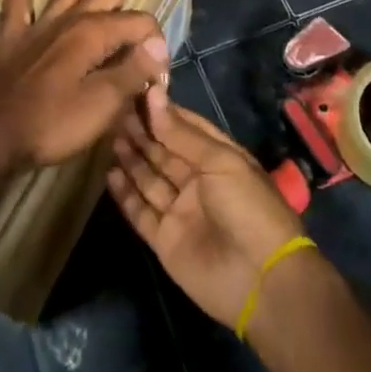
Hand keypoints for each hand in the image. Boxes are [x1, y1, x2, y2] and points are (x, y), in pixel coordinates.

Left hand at [0, 0, 169, 175]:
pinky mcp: (14, 37)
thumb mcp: (102, 107)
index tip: (158, 79)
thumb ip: (133, 73)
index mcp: (94, 35)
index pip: (139, 25)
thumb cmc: (51, 125)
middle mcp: (70, 20)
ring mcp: (40, 25)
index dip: (155, 47)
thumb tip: (160, 46)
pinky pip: (18, 0)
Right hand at [107, 103, 304, 328]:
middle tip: (115, 110)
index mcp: (219, 158)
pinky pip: (141, 212)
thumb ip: (181, 133)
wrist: (261, 280)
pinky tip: (110, 173)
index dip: (162, 111)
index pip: (185, 128)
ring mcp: (180, 211)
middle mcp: (198, 181)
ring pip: (149, 178)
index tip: (135, 91)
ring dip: (132, 158)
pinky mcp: (165, 239)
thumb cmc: (247, 207)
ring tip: (109, 135)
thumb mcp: (220, 161)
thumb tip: (153, 93)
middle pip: (164, 151)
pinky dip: (125, 194)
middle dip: (143, 132)